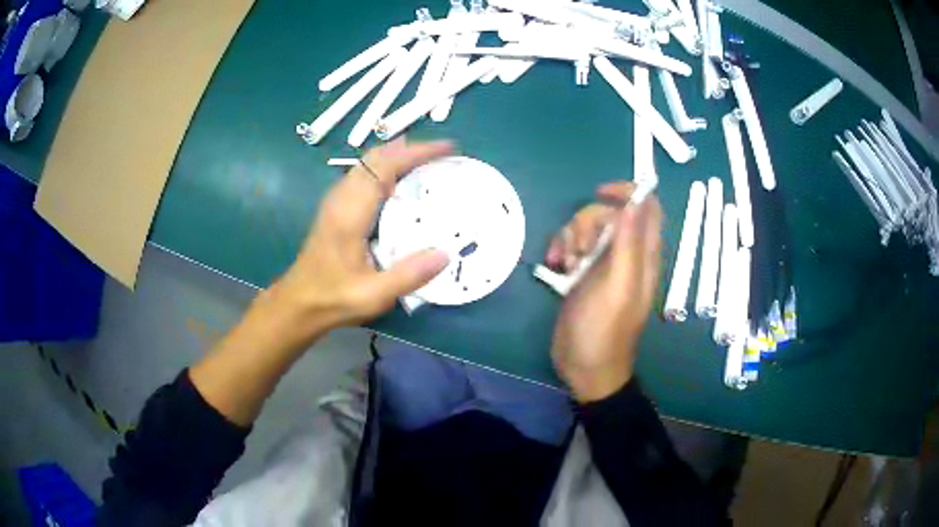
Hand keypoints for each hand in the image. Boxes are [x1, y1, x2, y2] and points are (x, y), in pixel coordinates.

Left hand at [261, 138, 452, 344]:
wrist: (297, 304)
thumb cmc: (333, 299)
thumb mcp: (373, 295)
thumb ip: (408, 275)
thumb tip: (445, 254)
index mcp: (350, 213)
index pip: (384, 167)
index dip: (416, 153)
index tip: (446, 148)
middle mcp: (341, 199)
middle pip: (375, 157)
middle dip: (410, 149)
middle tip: (442, 155)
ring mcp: (336, 201)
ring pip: (367, 164)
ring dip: (397, 157)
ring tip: (427, 164)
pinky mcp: (335, 209)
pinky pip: (363, 176)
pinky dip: (386, 170)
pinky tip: (401, 186)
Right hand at [549, 182, 662, 401]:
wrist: (584, 368)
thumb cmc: (604, 331)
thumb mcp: (619, 287)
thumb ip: (629, 245)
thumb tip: (636, 201)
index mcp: (643, 256)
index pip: (647, 207)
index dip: (628, 192)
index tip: (601, 193)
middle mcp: (626, 254)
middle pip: (609, 214)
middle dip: (587, 222)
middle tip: (580, 251)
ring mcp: (603, 263)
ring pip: (586, 227)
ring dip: (570, 237)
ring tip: (565, 264)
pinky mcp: (583, 273)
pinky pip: (571, 244)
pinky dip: (560, 248)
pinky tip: (554, 266)